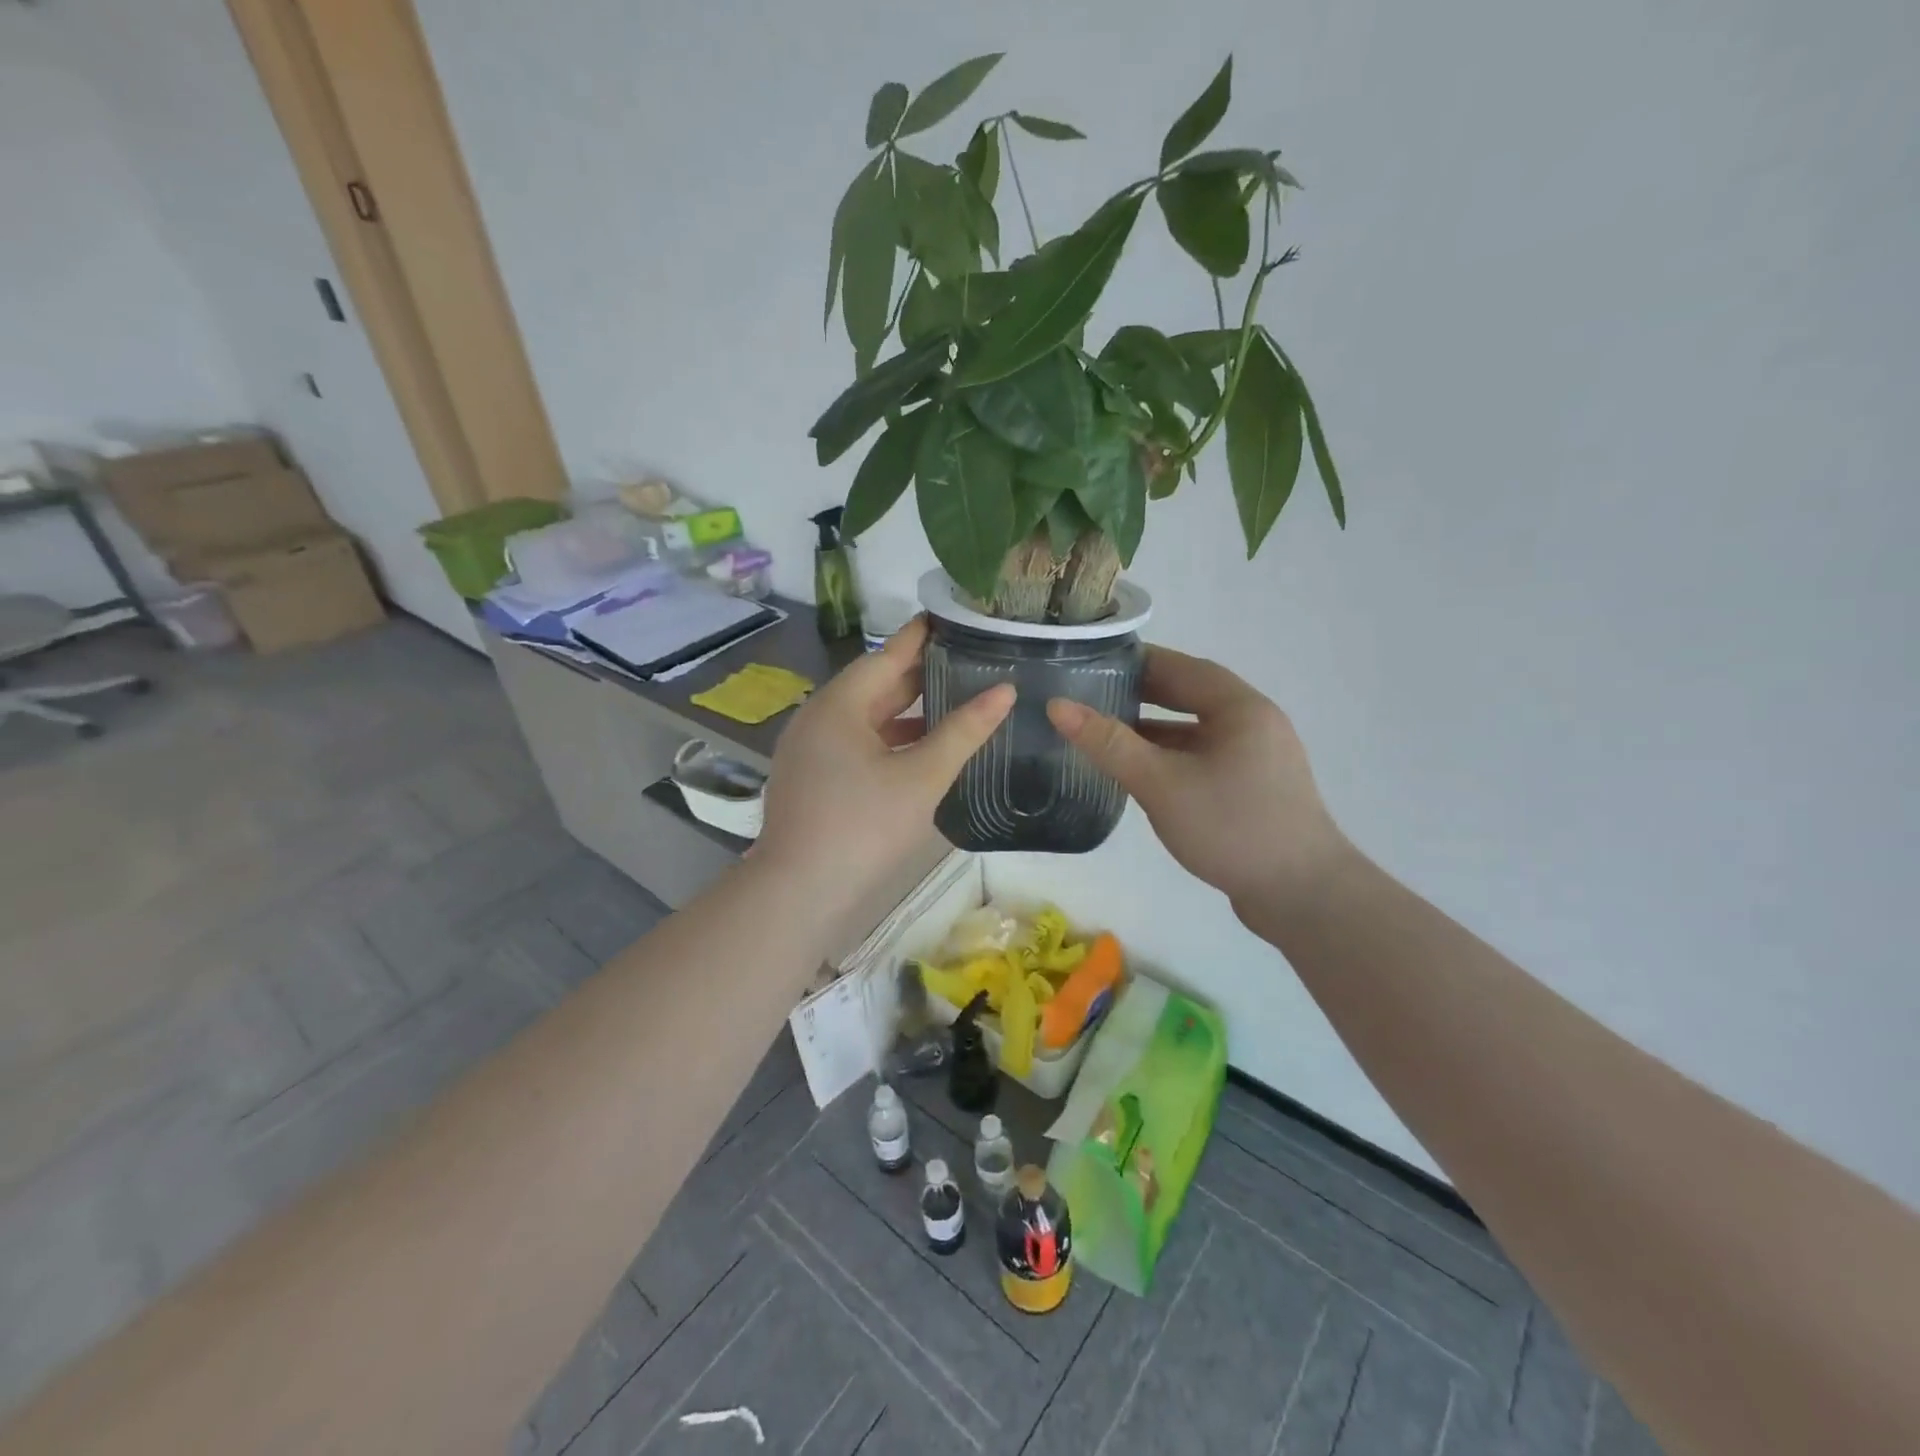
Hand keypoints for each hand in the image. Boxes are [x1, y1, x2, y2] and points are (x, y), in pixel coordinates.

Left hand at [757, 617, 1013, 905]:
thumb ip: (964, 731)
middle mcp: (818, 717)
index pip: (887, 655)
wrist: (799, 892)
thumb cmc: (863, 827)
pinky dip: (889, 738)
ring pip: (865, 717)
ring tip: (953, 699)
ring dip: (906, 710)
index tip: (953, 617)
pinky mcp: (811, 777)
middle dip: (919, 673)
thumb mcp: (922, 777)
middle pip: (874, 684)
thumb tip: (1005, 691)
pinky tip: (919, 748)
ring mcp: (810, 749)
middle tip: (966, 658)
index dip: (922, 636)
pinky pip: (855, 742)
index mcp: (839, 705)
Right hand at [1046, 647, 1351, 914]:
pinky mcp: (1256, 788)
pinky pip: (1206, 757)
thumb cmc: (1231, 826)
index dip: (1136, 662)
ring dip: (1156, 729)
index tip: (1093, 663)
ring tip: (1108, 733)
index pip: (1181, 667)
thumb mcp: (1161, 783)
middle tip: (1093, 696)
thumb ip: (1109, 743)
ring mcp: (1259, 757)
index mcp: (1240, 707)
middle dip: (1142, 695)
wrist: (1303, 895)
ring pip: (1197, 730)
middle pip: (1191, 695)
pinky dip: (1173, 757)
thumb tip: (1057, 706)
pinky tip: (1144, 774)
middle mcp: (1254, 722)